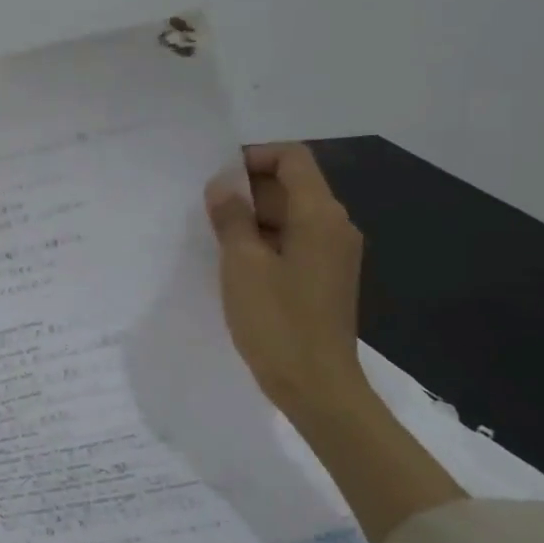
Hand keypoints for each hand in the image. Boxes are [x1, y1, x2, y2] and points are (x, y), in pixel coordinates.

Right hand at [204, 143, 369, 423]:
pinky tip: (237, 263)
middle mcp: (336, 226)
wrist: (317, 385)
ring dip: (255, 217)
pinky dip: (267, 240)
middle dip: (250, 189)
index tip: (217, 178)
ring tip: (216, 236)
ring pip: (292, 215)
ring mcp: (335, 254)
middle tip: (208, 209)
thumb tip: (223, 185)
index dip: (254, 157)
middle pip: (293, 185)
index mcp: (321, 215)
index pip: (293, 158)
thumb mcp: (242, 265)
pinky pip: (296, 242)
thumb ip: (231, 218)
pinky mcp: (326, 278)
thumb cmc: (277, 321)